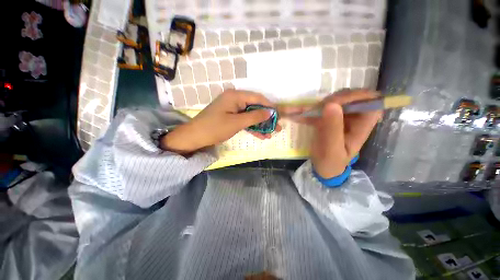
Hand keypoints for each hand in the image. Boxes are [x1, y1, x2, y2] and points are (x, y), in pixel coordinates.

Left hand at [161, 90, 280, 153]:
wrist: (195, 137)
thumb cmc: (215, 128)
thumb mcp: (237, 122)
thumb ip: (254, 117)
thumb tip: (270, 112)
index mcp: (235, 96)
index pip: (257, 98)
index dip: (269, 107)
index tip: (278, 116)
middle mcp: (235, 99)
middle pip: (255, 107)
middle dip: (266, 118)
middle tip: (277, 127)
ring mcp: (233, 108)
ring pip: (251, 115)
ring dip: (260, 125)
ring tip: (271, 133)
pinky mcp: (231, 117)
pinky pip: (244, 120)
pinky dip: (252, 127)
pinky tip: (261, 135)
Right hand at [286, 90, 381, 177]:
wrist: (322, 167)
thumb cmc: (330, 162)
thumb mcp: (331, 149)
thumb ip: (332, 128)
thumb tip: (332, 104)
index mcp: (361, 126)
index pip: (371, 102)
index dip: (358, 96)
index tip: (336, 102)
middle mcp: (353, 119)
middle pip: (351, 97)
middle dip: (334, 99)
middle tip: (317, 108)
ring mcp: (340, 118)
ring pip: (335, 100)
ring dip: (319, 104)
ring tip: (305, 112)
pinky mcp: (327, 119)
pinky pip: (320, 109)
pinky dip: (309, 110)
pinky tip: (298, 115)